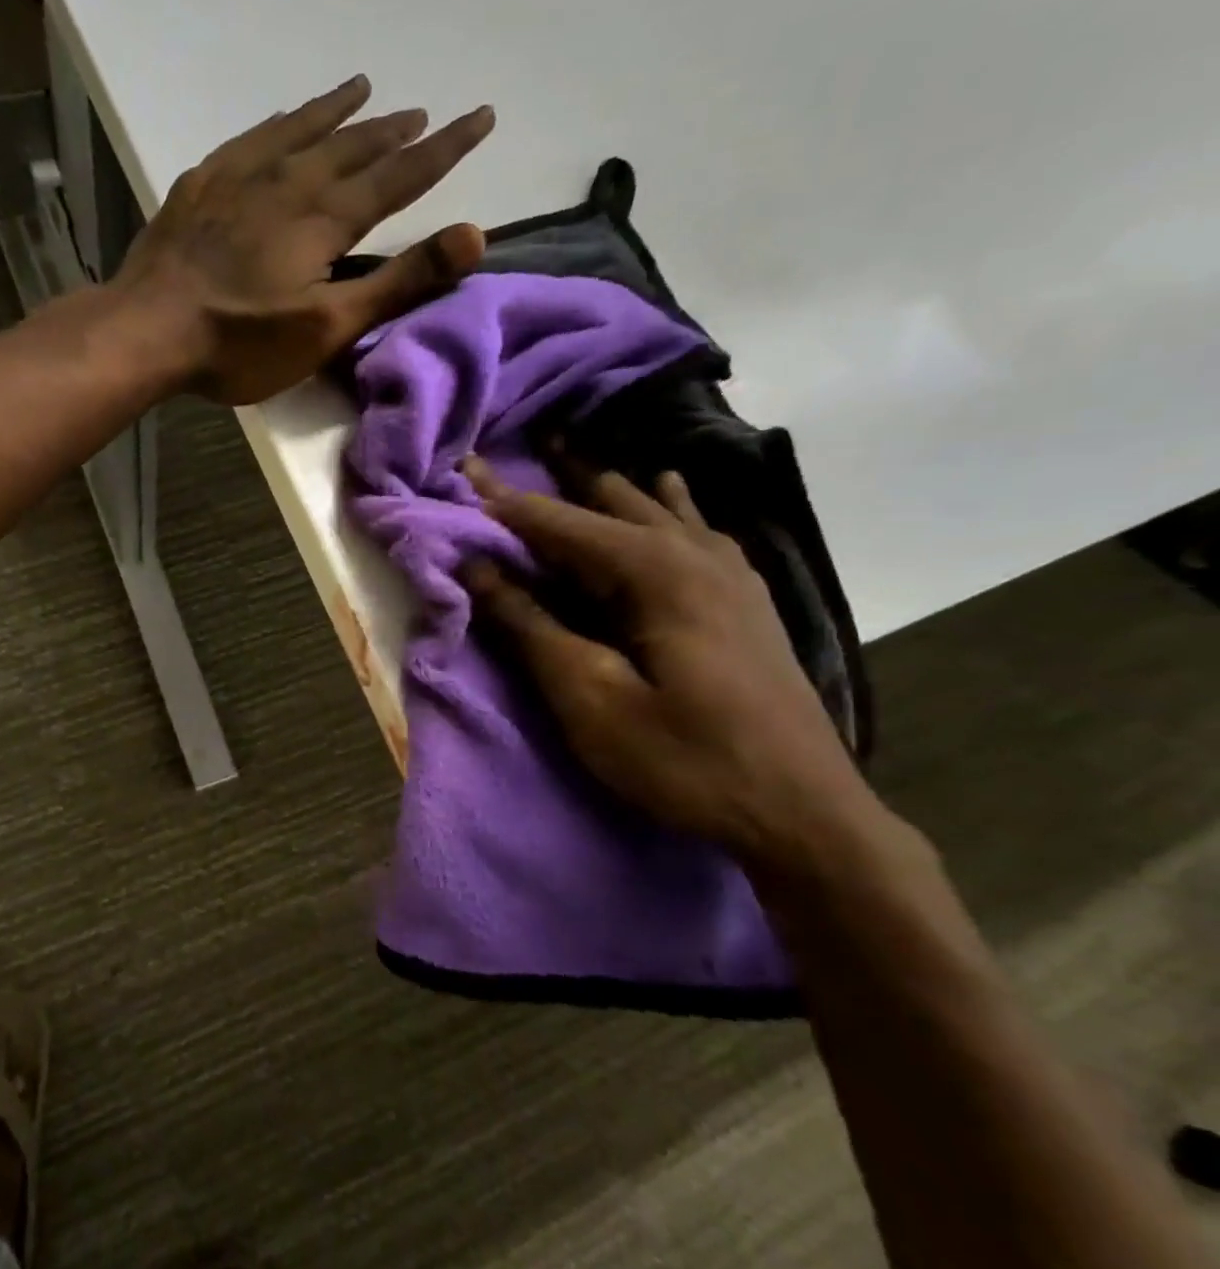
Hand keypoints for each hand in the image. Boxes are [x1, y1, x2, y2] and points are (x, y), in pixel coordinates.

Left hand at [114, 75, 494, 404]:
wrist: (149, 330)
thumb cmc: (242, 342)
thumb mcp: (328, 326)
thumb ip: (399, 282)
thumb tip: (473, 235)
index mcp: (325, 218)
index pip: (400, 174)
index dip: (444, 148)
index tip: (480, 117)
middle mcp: (289, 181)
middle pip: (353, 146)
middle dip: (393, 130)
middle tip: (421, 111)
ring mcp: (240, 177)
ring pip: (301, 130)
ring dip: (337, 111)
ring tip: (363, 88)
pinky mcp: (202, 185)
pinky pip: (251, 138)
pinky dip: (279, 123)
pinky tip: (282, 119)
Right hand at [462, 458, 880, 867]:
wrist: (804, 812)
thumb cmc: (685, 759)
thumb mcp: (590, 699)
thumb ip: (532, 626)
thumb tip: (479, 568)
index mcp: (655, 572)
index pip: (562, 523)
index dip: (507, 502)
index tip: (465, 470)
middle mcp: (696, 555)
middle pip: (615, 501)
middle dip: (561, 481)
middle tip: (520, 456)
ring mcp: (732, 575)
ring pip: (661, 509)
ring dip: (612, 490)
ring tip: (579, 464)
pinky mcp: (748, 600)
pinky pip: (698, 531)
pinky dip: (669, 509)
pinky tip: (670, 500)